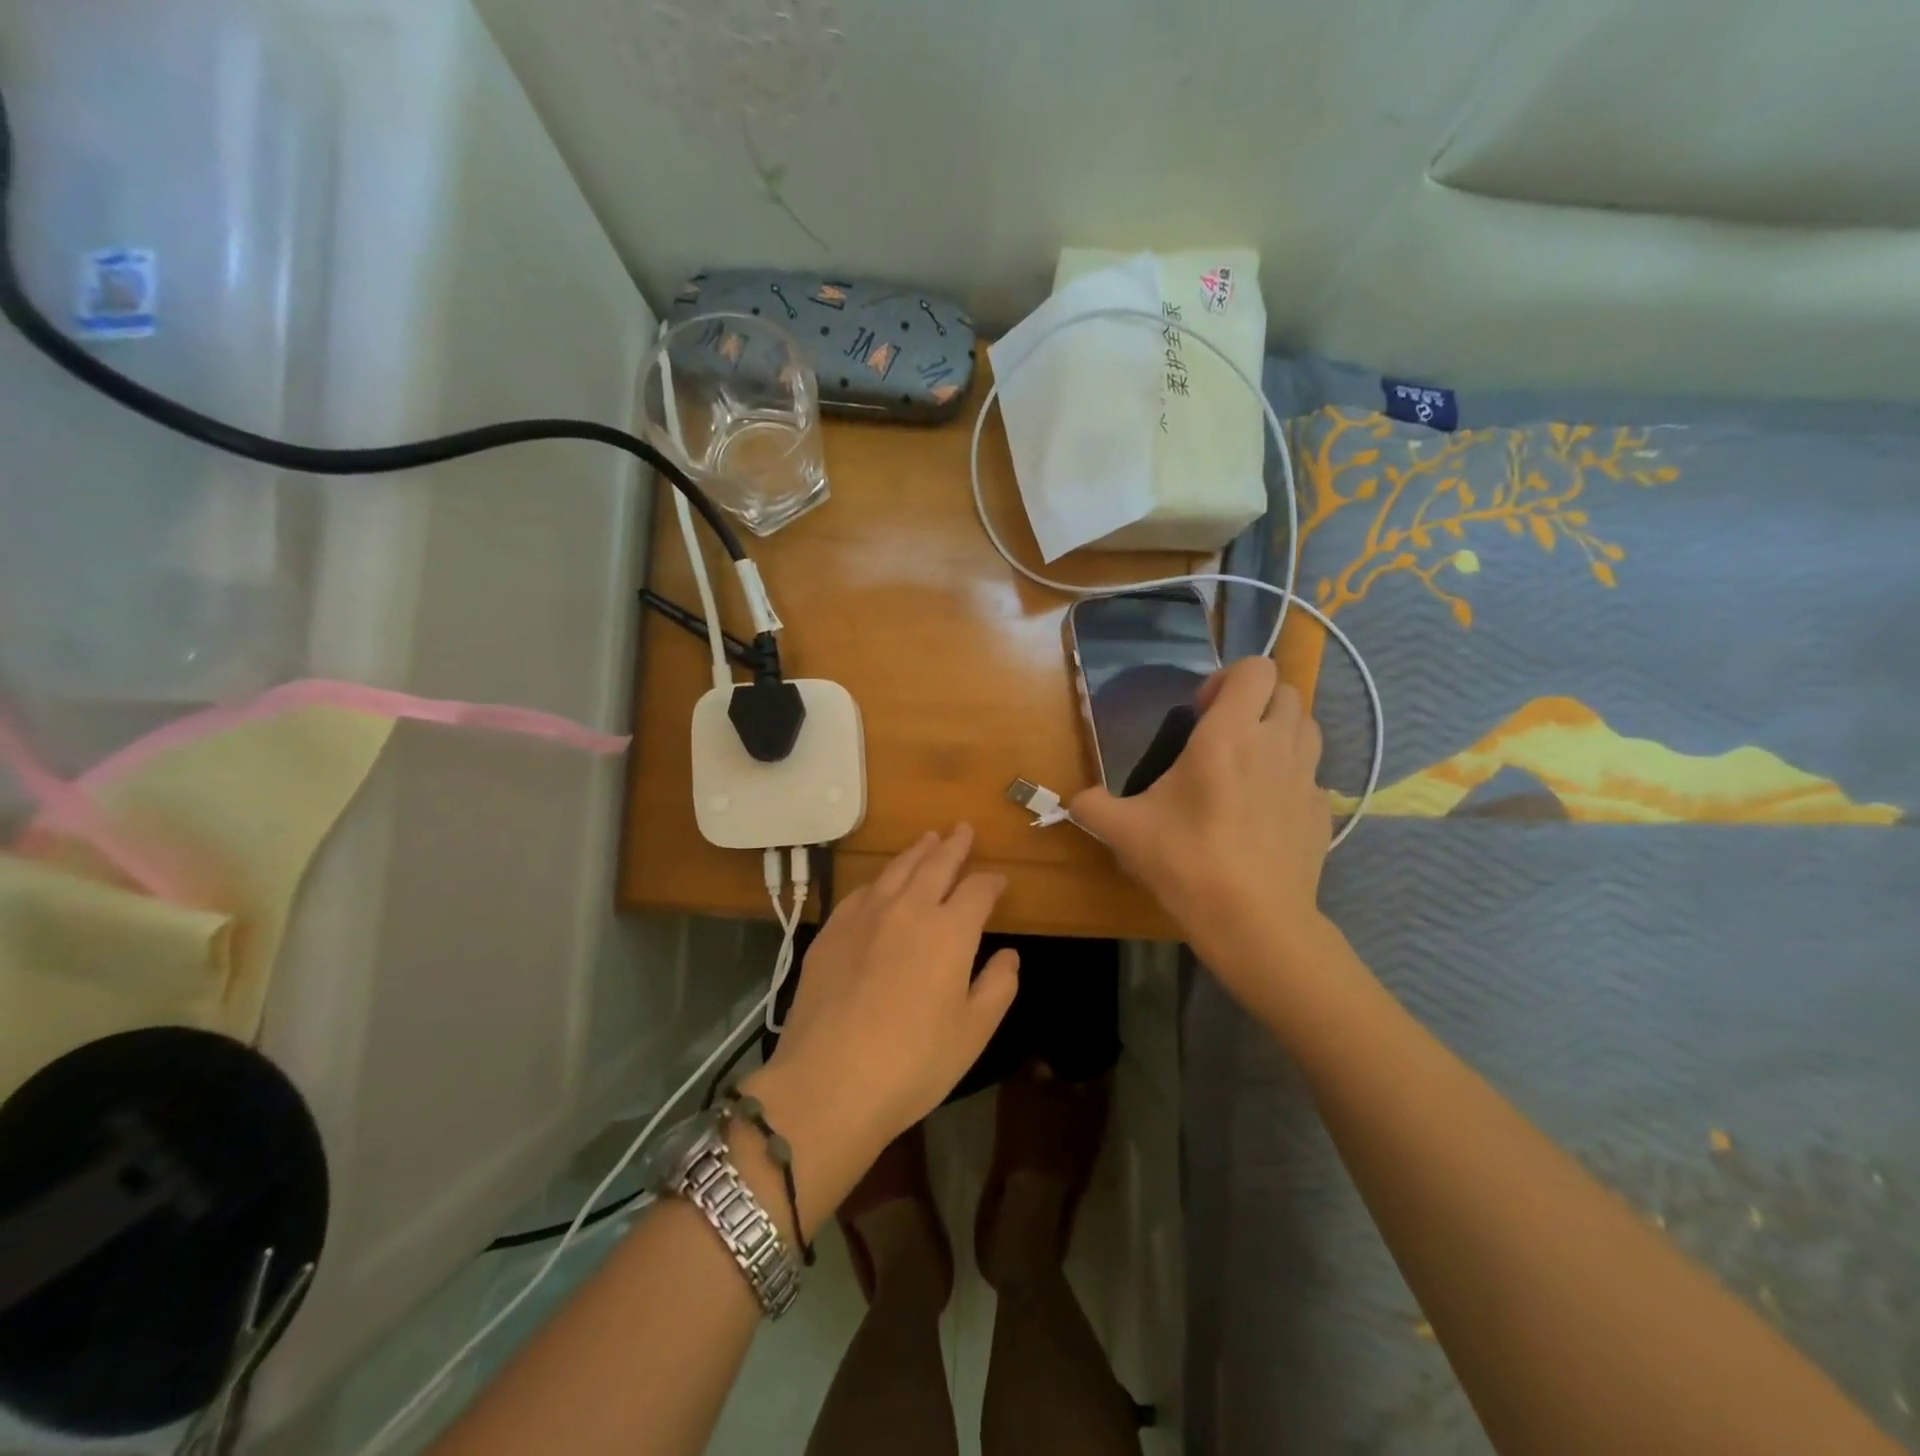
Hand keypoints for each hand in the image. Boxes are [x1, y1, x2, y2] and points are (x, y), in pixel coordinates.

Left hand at [751, 826, 1018, 1173]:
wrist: (828, 1083)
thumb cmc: (913, 1064)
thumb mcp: (973, 1032)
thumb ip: (998, 986)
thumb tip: (1009, 954)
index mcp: (949, 931)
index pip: (978, 890)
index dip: (992, 883)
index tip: (999, 882)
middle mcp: (908, 909)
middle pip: (935, 865)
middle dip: (954, 846)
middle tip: (962, 829)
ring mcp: (864, 916)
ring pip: (896, 870)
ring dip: (916, 852)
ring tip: (928, 839)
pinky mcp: (831, 931)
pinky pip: (861, 891)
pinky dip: (880, 880)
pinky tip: (882, 882)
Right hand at [1071, 657, 1331, 1000]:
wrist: (1254, 922)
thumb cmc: (1187, 862)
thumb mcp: (1125, 831)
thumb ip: (1092, 806)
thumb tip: (1074, 801)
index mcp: (1229, 735)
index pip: (1255, 668)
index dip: (1227, 678)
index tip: (1200, 711)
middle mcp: (1276, 743)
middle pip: (1287, 690)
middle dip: (1256, 700)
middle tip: (1223, 733)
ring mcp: (1307, 777)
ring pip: (1307, 727)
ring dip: (1279, 730)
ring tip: (1248, 764)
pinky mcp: (1322, 811)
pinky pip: (1312, 774)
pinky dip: (1291, 776)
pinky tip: (1264, 810)